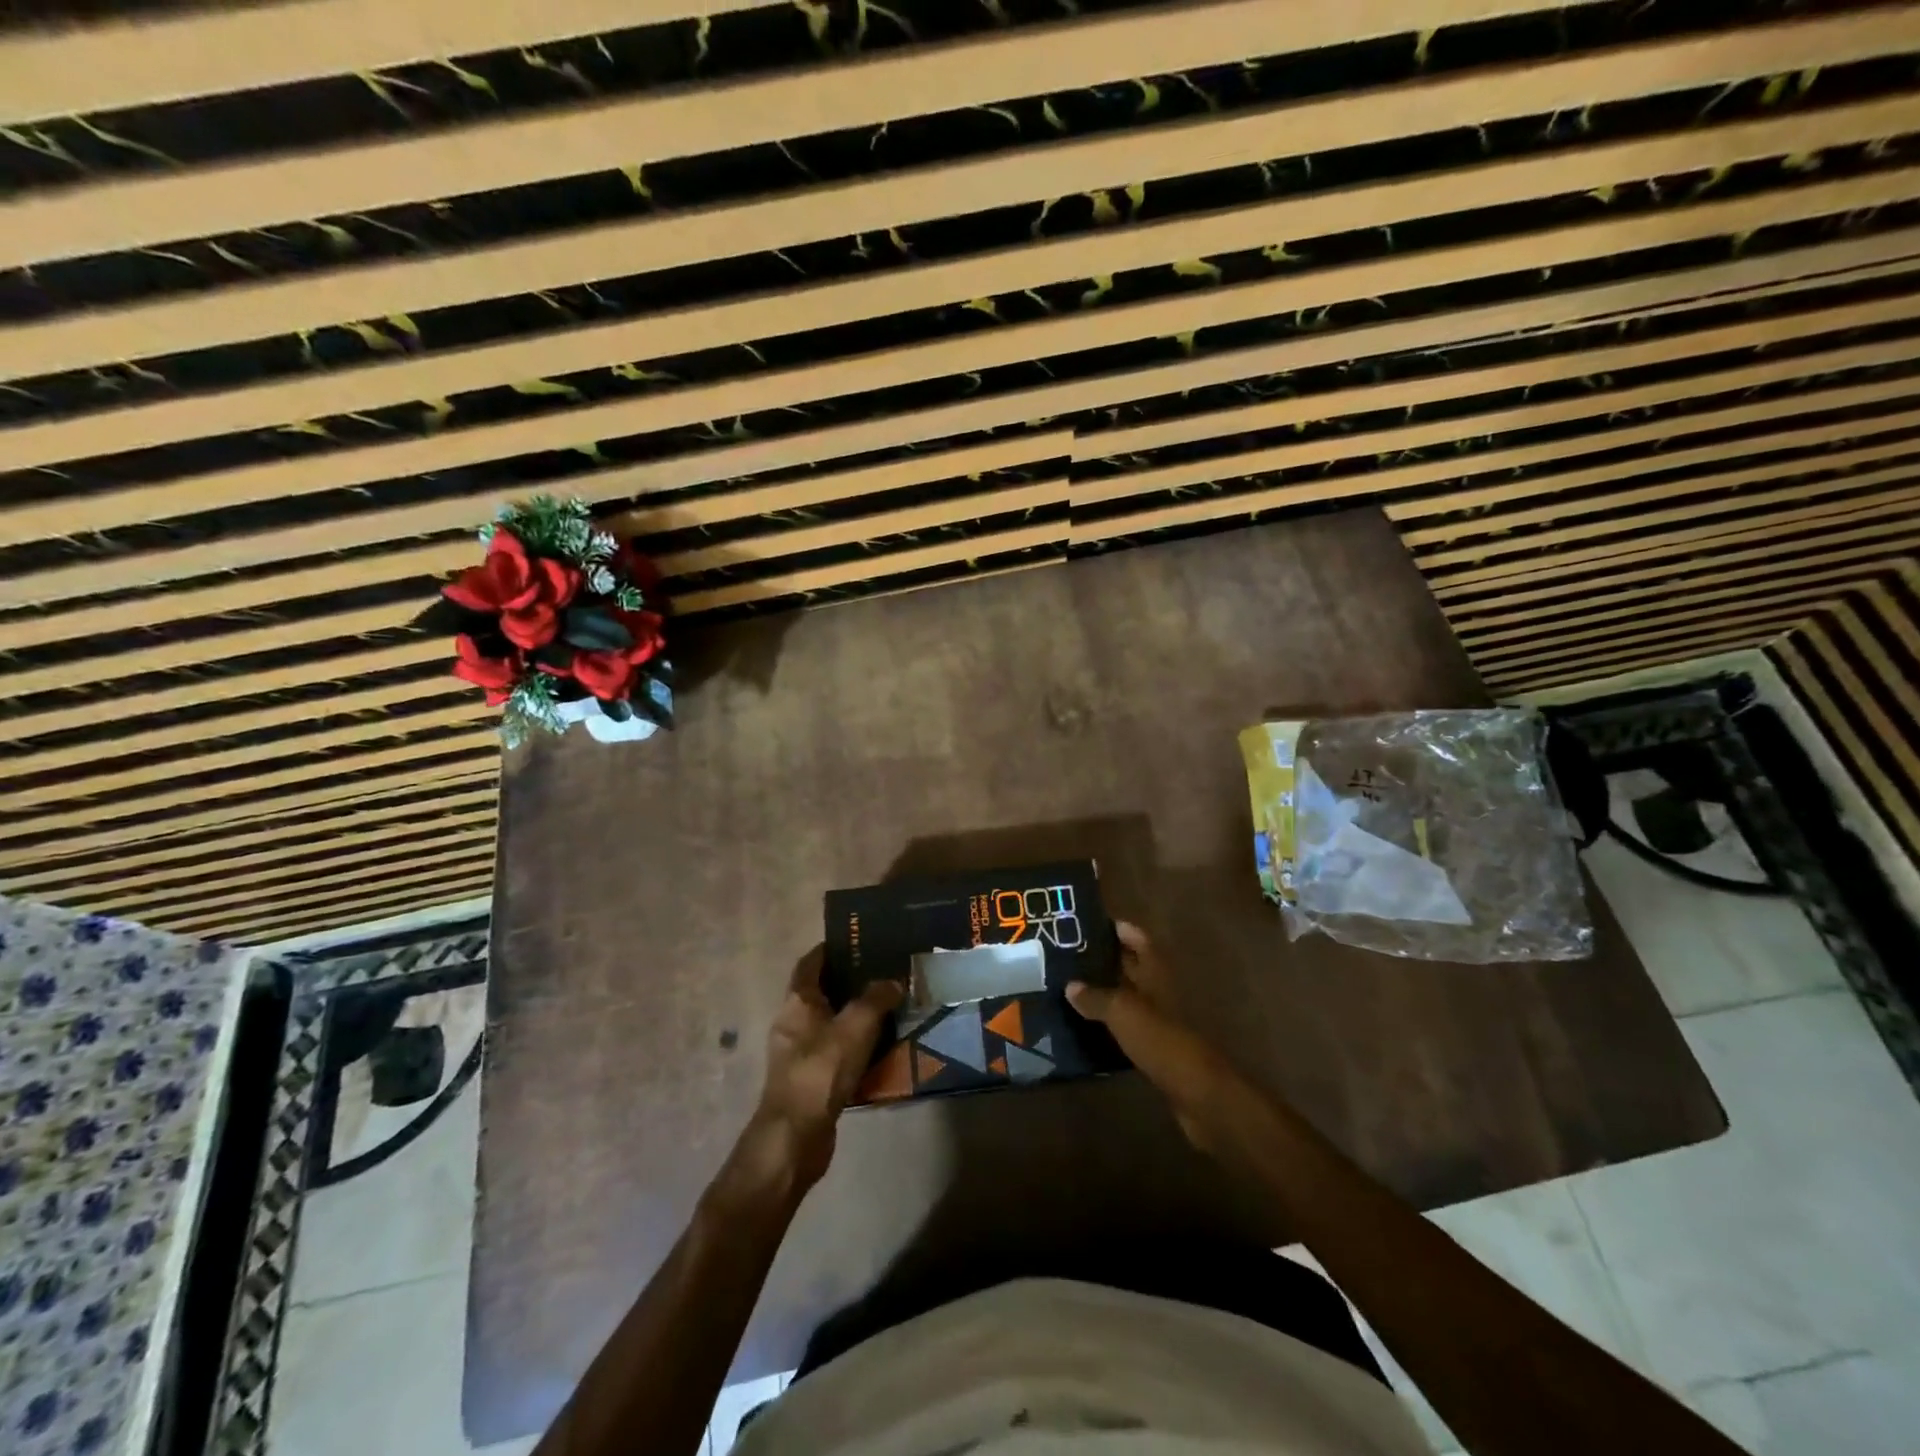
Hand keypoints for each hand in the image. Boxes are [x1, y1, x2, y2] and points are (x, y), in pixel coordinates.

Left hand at [744, 946, 901, 1195]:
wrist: (795, 1137)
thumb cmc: (821, 1070)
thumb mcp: (856, 1026)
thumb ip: (876, 998)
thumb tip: (894, 981)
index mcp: (797, 1001)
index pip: (810, 963)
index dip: (831, 949)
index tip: (858, 941)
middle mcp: (792, 1022)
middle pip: (820, 992)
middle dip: (849, 982)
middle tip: (883, 974)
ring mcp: (797, 1053)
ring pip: (829, 1024)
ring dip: (854, 1016)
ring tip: (889, 1009)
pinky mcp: (808, 1080)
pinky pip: (834, 1052)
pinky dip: (854, 1047)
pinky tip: (880, 1050)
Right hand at [1068, 922, 1237, 1150]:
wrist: (1198, 1094)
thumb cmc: (1162, 1040)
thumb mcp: (1123, 1012)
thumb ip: (1096, 996)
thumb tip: (1070, 985)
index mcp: (1155, 972)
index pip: (1137, 939)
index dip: (1117, 929)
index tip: (1086, 924)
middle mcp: (1158, 991)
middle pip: (1131, 967)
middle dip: (1103, 959)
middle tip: (1065, 956)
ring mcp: (1158, 1020)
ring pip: (1126, 997)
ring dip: (1103, 993)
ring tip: (1066, 988)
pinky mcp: (1154, 1048)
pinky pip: (1125, 1027)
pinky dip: (1107, 1024)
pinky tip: (1082, 1026)